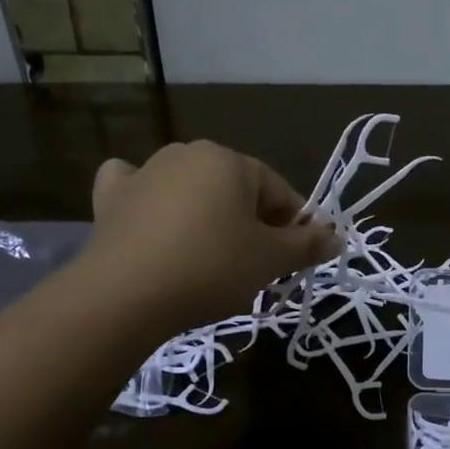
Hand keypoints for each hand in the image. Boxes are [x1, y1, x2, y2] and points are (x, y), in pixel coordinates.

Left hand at [80, 141, 339, 331]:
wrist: (125, 294)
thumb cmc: (211, 268)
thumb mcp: (270, 260)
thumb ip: (307, 245)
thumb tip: (338, 236)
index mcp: (230, 160)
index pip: (279, 192)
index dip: (294, 228)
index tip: (294, 262)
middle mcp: (187, 154)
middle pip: (235, 191)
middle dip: (250, 225)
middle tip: (253, 269)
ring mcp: (144, 173)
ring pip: (190, 191)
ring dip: (206, 218)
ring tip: (208, 261)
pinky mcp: (111, 199)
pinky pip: (137, 191)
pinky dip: (148, 204)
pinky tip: (150, 223)